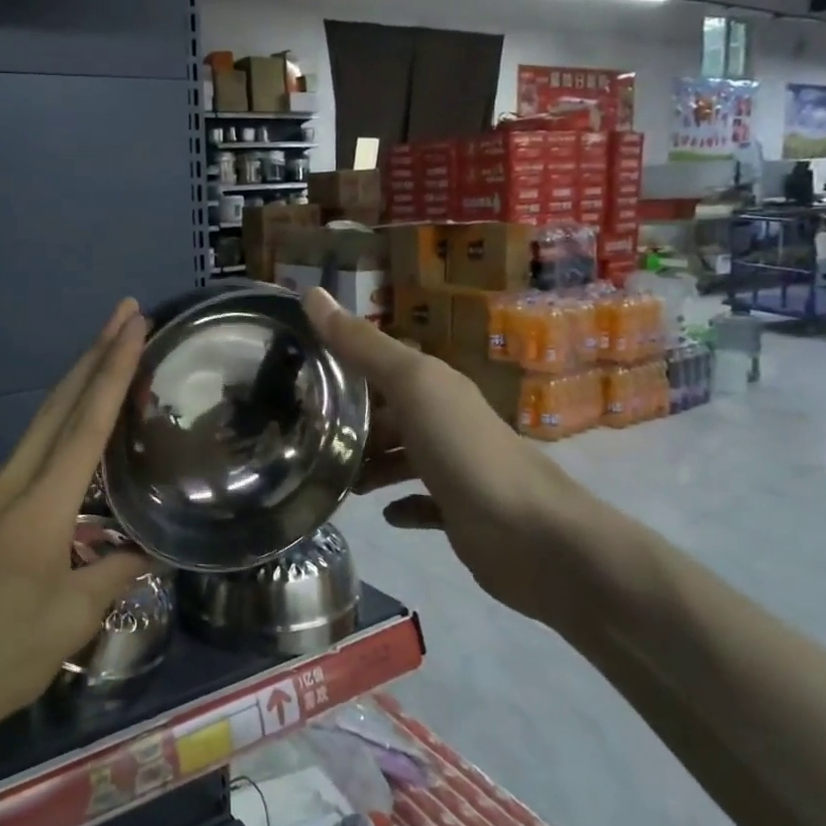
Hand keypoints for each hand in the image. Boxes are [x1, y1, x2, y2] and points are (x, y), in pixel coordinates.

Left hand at [0, 300, 154, 746]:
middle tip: (123, 313)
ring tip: (107, 357)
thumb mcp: (71, 620)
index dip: (112, 370)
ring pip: (39, 425)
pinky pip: (28, 453)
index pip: (85, 425)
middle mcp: (10, 485)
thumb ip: (114, 572)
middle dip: (92, 355)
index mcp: (39, 507)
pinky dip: (58, 425)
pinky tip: (74, 432)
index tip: (132, 324)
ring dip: (74, 385)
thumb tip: (148, 548)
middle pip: (56, 406)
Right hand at [304, 288, 597, 633]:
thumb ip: (363, 345)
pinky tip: (382, 512)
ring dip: (369, 464)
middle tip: (302, 432)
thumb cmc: (463, 450)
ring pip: (400, 457)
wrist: (530, 533)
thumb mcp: (410, 385)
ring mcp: (452, 466)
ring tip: (332, 475)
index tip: (296, 371)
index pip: (380, 362)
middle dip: (350, 420)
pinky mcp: (457, 510)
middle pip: (388, 412)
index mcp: (433, 384)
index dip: (342, 362)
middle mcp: (443, 419)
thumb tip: (312, 292)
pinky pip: (420, 502)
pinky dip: (400, 504)